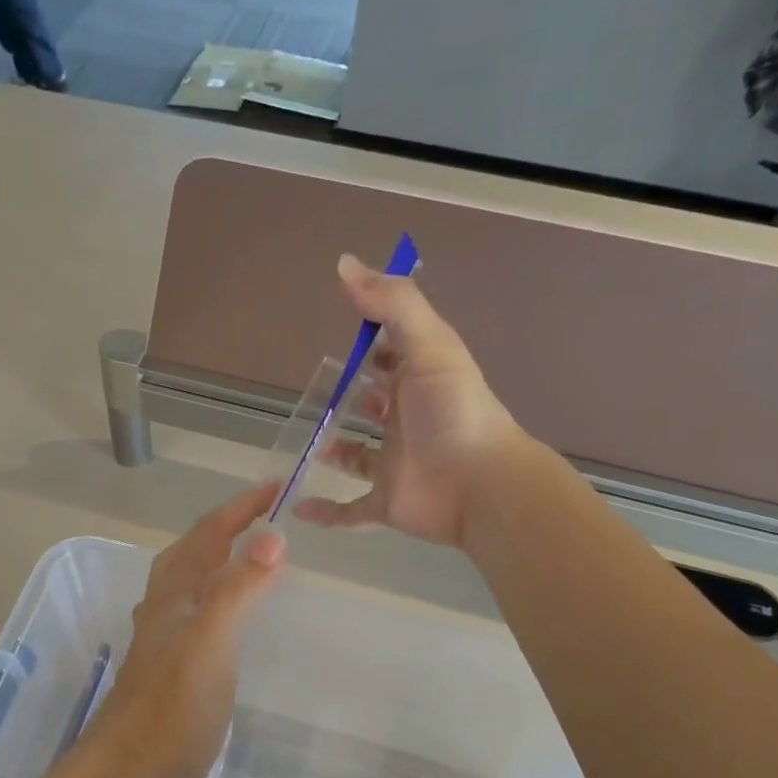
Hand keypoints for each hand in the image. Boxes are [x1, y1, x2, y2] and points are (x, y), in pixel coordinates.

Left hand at [85, 481, 285, 777]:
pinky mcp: (170, 662)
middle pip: (194, 550)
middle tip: (267, 512)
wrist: (128, 769)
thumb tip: (272, 536)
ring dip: (217, 555)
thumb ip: (238, 589)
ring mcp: (163, 635)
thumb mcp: (210, 642)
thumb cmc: (172, 707)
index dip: (241, 507)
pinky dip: (216, 592)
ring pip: (190, 579)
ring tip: (249, 550)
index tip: (277, 485)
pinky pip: (196, 609)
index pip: (210, 533)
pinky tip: (226, 611)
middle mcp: (165, 605)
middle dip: (228, 524)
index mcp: (175, 592)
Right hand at [294, 254, 528, 548]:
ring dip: (335, 450)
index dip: (373, 342)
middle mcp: (405, 421)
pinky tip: (297, 505)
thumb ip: (392, 304)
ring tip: (305, 439)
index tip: (346, 330)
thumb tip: (344, 265)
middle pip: (373, 406)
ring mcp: (393, 464)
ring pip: (358, 457)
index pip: (393, 356)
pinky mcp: (385, 502)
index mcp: (418, 382)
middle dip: (350, 397)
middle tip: (314, 391)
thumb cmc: (454, 411)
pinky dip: (325, 512)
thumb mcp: (429, 344)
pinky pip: (349, 510)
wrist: (480, 484)